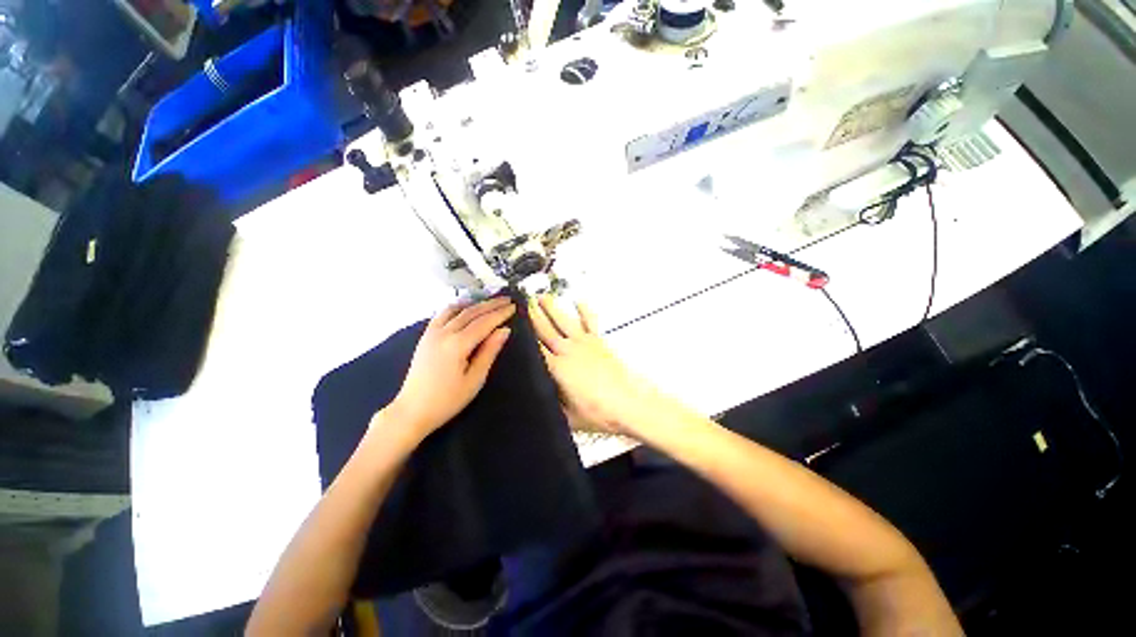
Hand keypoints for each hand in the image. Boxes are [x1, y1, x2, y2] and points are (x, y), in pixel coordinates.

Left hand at [383, 297, 514, 438]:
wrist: (412, 410)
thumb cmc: (447, 400)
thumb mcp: (474, 379)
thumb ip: (489, 352)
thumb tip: (504, 330)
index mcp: (457, 345)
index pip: (484, 323)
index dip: (500, 314)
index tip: (513, 307)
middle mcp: (443, 333)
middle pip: (471, 312)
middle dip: (490, 304)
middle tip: (507, 299)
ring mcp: (431, 333)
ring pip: (456, 310)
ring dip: (475, 303)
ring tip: (489, 300)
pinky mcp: (425, 336)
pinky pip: (442, 314)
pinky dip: (456, 307)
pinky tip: (464, 307)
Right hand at [530, 295, 659, 436]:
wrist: (628, 404)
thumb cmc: (597, 413)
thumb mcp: (567, 417)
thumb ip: (551, 404)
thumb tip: (539, 396)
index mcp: (557, 368)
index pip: (534, 349)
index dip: (523, 336)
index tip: (513, 323)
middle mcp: (568, 350)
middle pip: (546, 330)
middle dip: (532, 315)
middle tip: (521, 302)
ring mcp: (585, 343)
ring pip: (564, 321)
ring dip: (552, 308)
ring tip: (541, 296)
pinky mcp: (599, 342)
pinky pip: (590, 322)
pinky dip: (584, 311)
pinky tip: (578, 301)